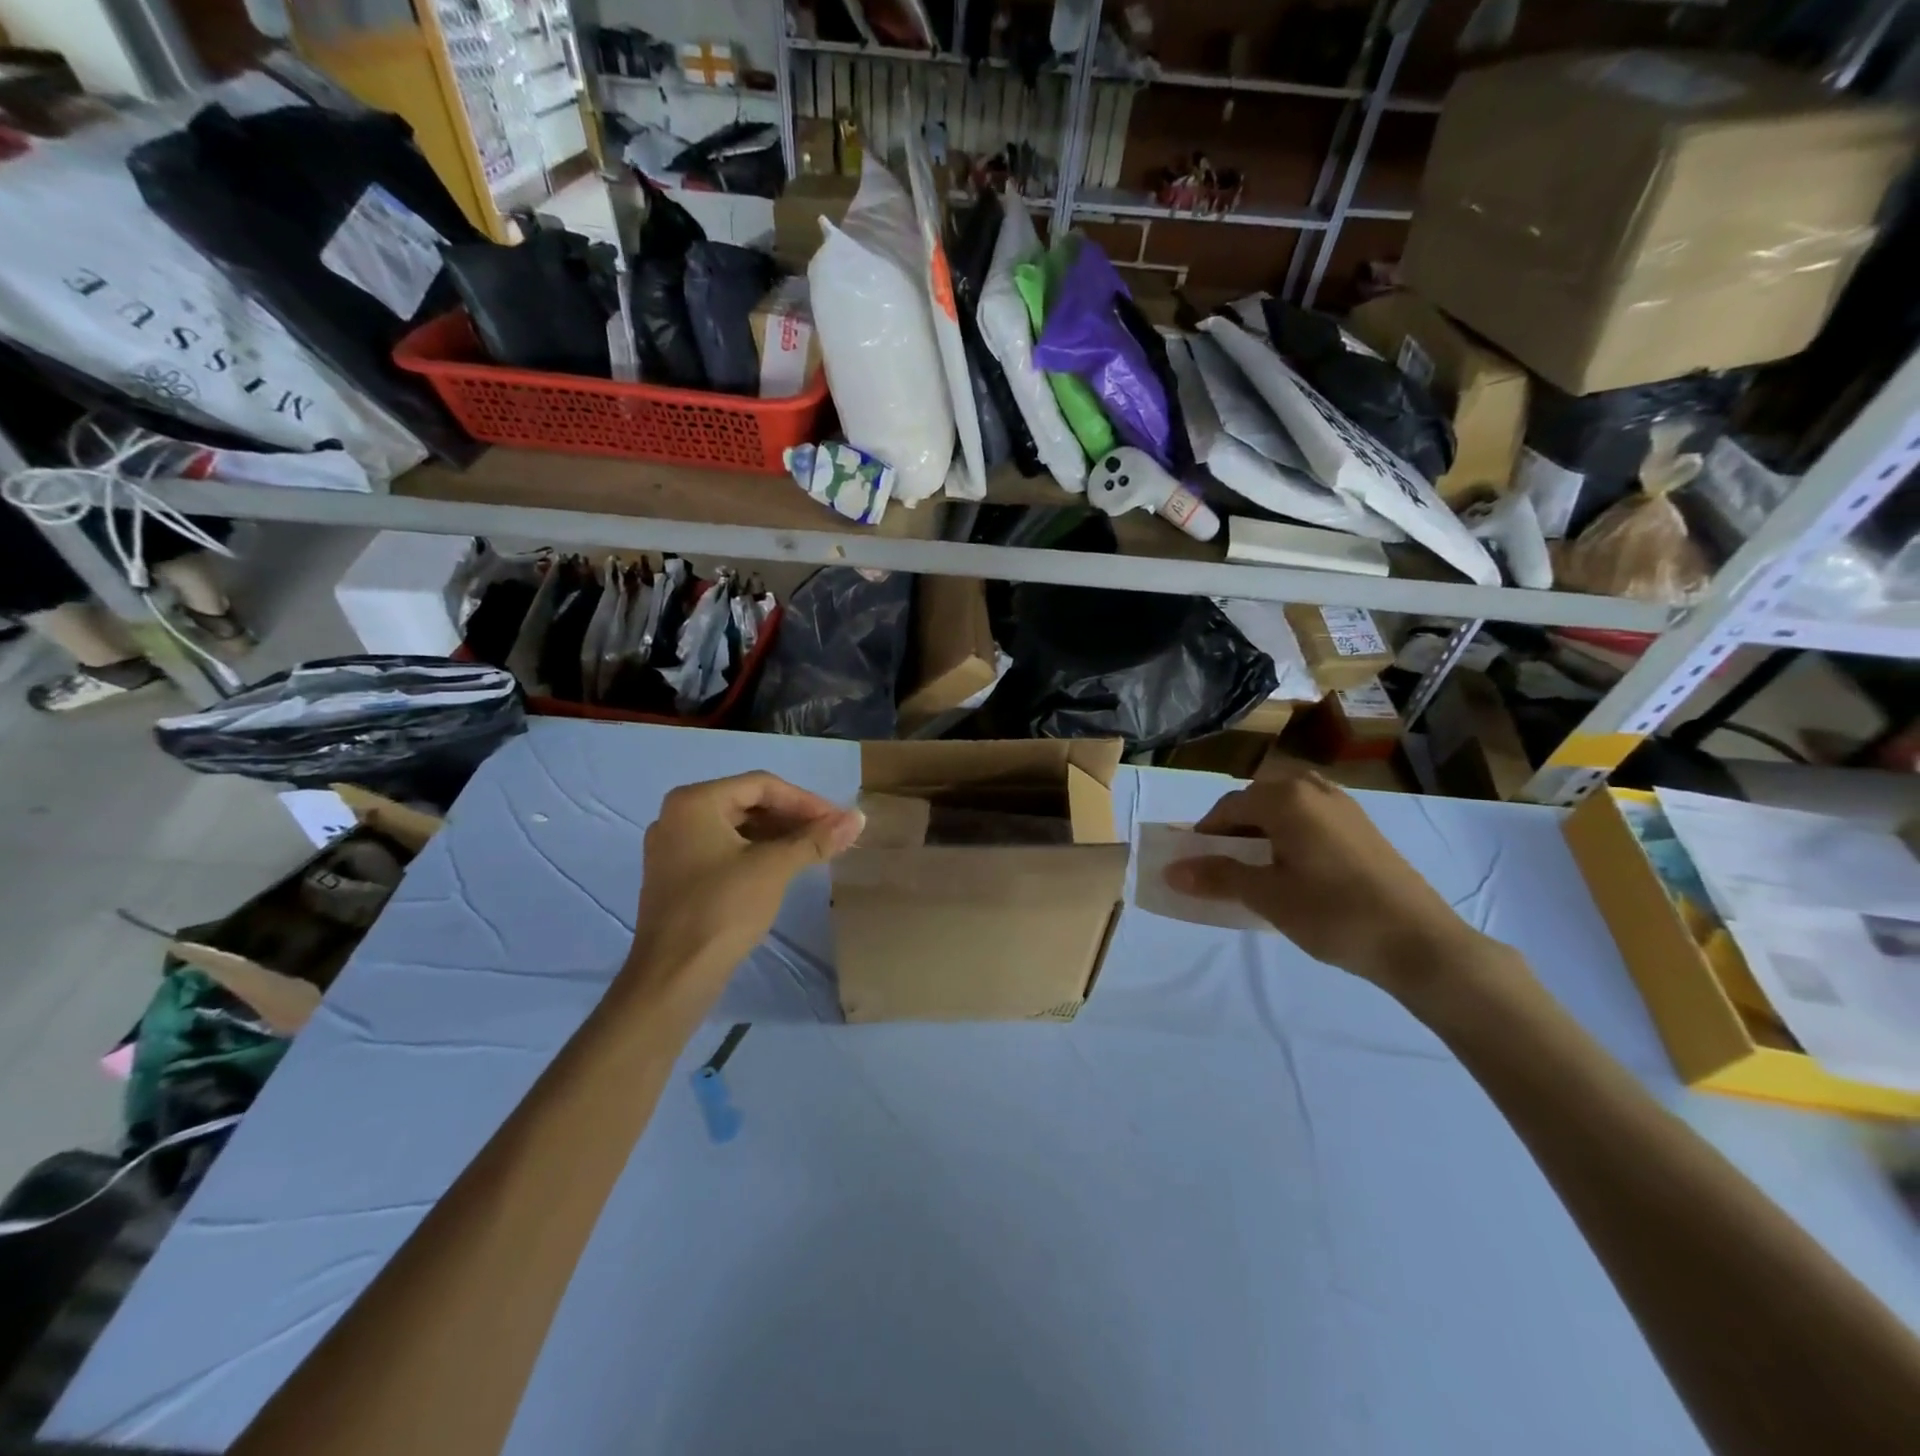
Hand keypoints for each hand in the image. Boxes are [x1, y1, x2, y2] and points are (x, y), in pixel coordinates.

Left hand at [627, 772, 862, 1006]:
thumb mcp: (775, 867)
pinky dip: (756, 853)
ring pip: (737, 828)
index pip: (761, 785)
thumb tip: (858, 817)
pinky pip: (724, 850)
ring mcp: (673, 847)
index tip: (838, 821)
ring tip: (815, 851)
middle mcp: (677, 816)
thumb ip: (816, 839)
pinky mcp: (677, 876)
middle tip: (830, 835)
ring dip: (778, 836)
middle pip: (748, 804)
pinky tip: (784, 867)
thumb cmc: (723, 909)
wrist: (673, 976)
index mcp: (694, 802)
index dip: (805, 801)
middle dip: (793, 818)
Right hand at [1165, 763, 1492, 997]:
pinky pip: (1312, 818)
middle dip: (1234, 830)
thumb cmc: (1333, 914)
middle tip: (1225, 867)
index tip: (1195, 865)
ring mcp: (1345, 806)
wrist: (1420, 943)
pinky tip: (1296, 870)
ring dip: (1263, 830)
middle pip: (1257, 801)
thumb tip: (1172, 870)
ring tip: (1259, 868)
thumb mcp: (1267, 896)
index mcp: (1286, 798)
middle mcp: (1314, 789)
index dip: (1205, 834)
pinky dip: (1291, 834)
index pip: (1228, 807)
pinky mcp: (1364, 827)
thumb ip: (1218, 876)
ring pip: (1286, 808)